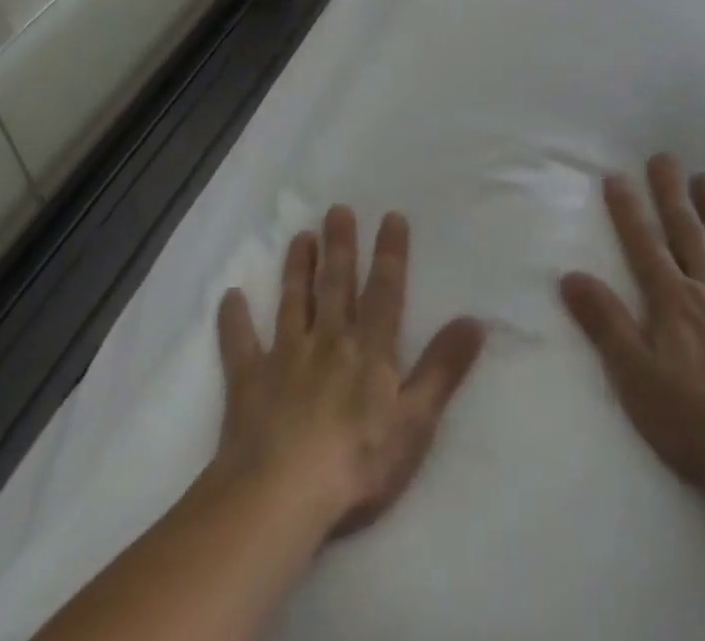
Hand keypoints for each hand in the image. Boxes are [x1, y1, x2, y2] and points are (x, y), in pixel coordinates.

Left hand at [214, 206, 485, 536]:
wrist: (280, 496)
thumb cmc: (357, 462)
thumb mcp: (415, 421)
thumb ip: (443, 369)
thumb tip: (474, 320)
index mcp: (369, 349)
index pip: (384, 290)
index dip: (390, 253)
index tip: (391, 216)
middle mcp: (328, 340)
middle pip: (336, 284)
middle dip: (339, 245)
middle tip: (336, 209)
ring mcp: (285, 357)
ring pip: (293, 302)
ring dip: (297, 269)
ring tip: (300, 237)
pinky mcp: (249, 382)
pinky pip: (240, 345)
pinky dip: (235, 321)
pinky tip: (230, 298)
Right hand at [559, 153, 704, 522]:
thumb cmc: (695, 423)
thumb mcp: (634, 377)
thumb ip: (605, 323)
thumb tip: (570, 274)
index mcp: (673, 302)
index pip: (644, 245)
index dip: (628, 210)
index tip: (617, 175)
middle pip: (688, 233)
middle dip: (672, 194)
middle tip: (665, 157)